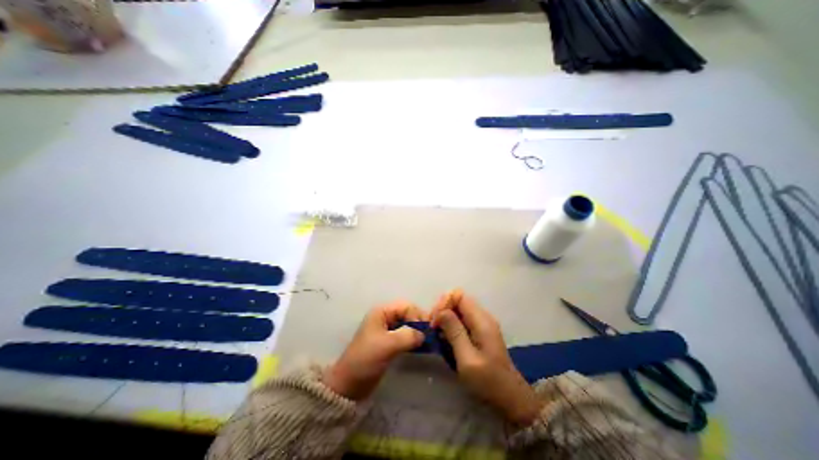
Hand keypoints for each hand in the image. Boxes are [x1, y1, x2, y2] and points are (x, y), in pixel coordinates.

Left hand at [326, 301, 428, 399]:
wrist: (349, 384)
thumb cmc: (366, 359)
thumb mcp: (387, 345)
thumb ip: (407, 336)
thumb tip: (424, 334)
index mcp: (382, 311)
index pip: (406, 306)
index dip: (417, 315)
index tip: (426, 330)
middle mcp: (385, 317)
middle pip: (407, 313)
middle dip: (419, 322)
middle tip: (429, 335)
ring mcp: (387, 329)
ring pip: (407, 323)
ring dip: (417, 330)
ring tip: (427, 340)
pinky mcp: (389, 341)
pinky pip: (405, 334)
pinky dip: (413, 338)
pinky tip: (420, 345)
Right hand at [430, 290, 541, 424]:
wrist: (510, 398)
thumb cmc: (488, 381)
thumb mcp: (467, 358)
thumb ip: (454, 332)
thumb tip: (441, 311)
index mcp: (481, 320)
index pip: (459, 295)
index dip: (444, 303)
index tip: (434, 321)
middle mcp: (482, 317)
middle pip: (458, 300)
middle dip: (443, 310)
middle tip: (433, 328)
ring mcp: (482, 324)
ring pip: (458, 310)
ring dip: (445, 318)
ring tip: (437, 334)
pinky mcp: (480, 332)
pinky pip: (462, 320)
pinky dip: (451, 325)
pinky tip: (446, 338)